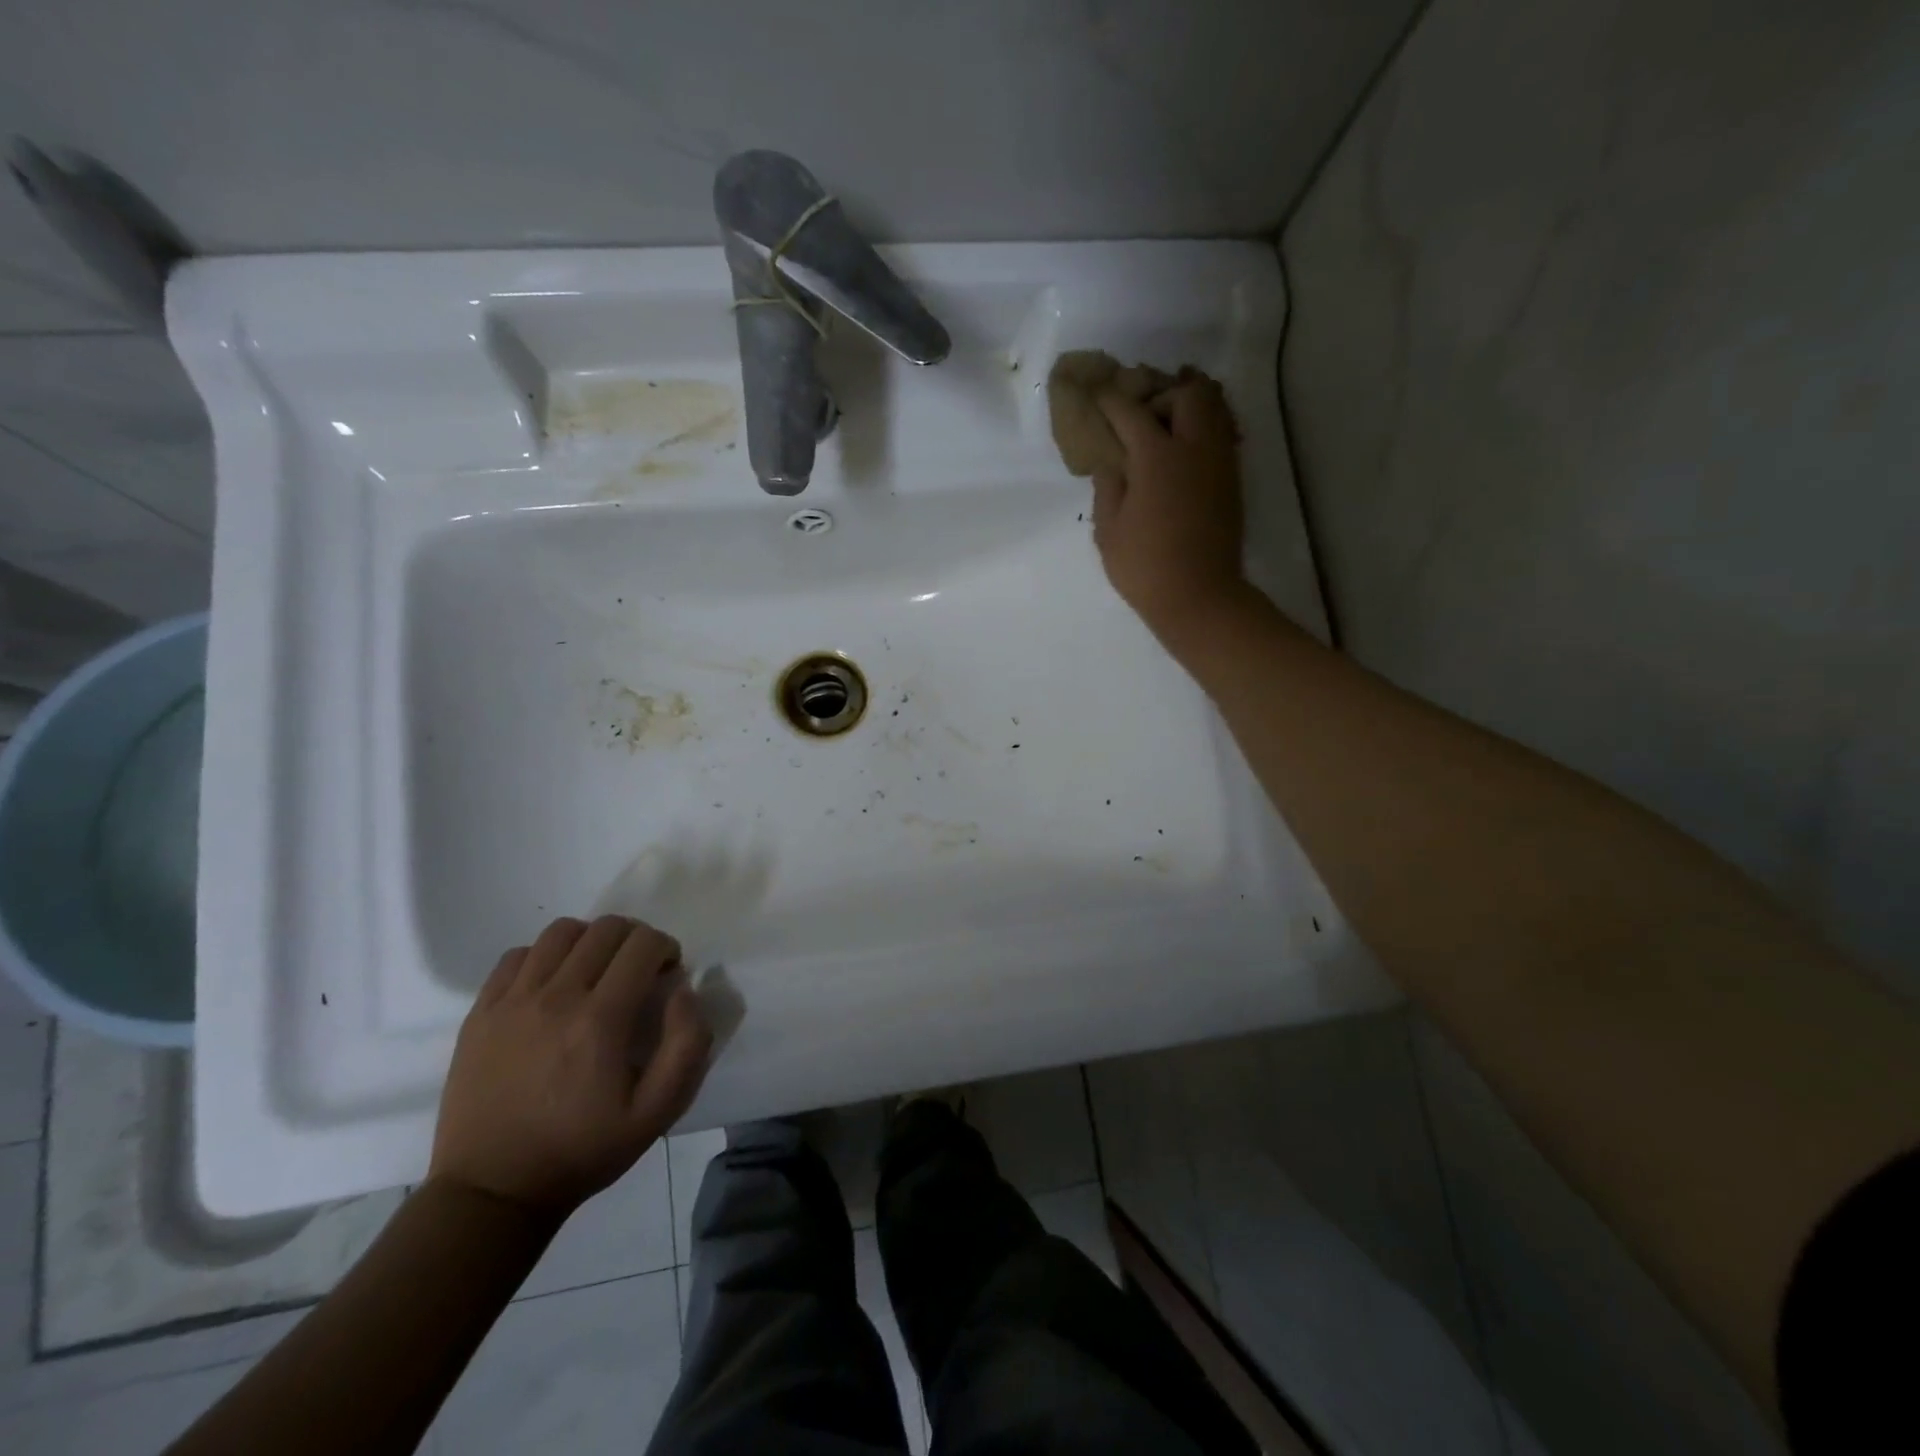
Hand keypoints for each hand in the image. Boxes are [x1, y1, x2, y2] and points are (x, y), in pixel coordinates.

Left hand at [429, 915, 711, 1217]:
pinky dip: (543, 956)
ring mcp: (512, 1002)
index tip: (667, 973)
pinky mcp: (480, 1013)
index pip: (643, 944)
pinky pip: (517, 956)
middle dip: (634, 938)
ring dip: (590, 941)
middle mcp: (555, 997)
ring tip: (595, 971)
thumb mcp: (658, 1112)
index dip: (665, 947)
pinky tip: (552, 985)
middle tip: (638, 970)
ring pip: (560, 932)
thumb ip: (687, 1045)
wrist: (493, 1192)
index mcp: (601, 1020)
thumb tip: (683, 991)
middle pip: (605, 929)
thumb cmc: (583, 1151)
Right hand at [1092, 373, 1248, 645]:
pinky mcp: (1232, 480)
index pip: (1130, 412)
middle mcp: (1193, 448)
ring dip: (1190, 407)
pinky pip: (1224, 434)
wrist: (1199, 596)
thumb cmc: (1144, 566)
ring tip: (1170, 423)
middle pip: (1187, 394)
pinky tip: (1187, 450)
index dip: (1111, 401)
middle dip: (1163, 396)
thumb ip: (1108, 487)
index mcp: (1156, 456)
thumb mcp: (1108, 529)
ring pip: (1215, 408)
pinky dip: (1206, 428)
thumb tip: (1112, 463)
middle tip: (1143, 418)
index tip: (1098, 397)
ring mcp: (1219, 462)